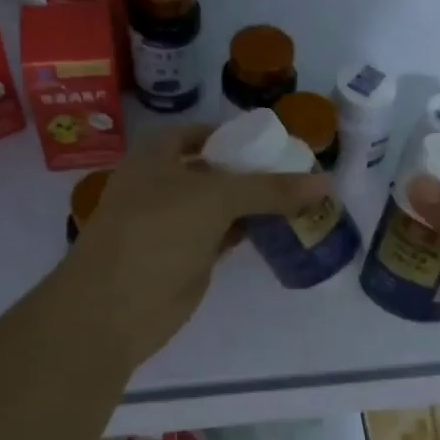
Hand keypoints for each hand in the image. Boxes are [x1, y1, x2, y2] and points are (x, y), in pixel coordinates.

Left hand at [62, 126, 329, 368]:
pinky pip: (225, 235)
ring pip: (222, 205)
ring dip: (255, 203)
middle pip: (216, 169)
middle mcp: (163, 183)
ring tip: (300, 197)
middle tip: (299, 170)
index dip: (237, 135)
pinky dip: (250, 230)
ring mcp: (174, 223)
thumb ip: (270, 189)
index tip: (276, 142)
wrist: (115, 306)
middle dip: (253, 170)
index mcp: (157, 155)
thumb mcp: (216, 198)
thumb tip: (324, 183)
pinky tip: (280, 228)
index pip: (203, 133)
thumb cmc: (156, 232)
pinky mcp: (188, 257)